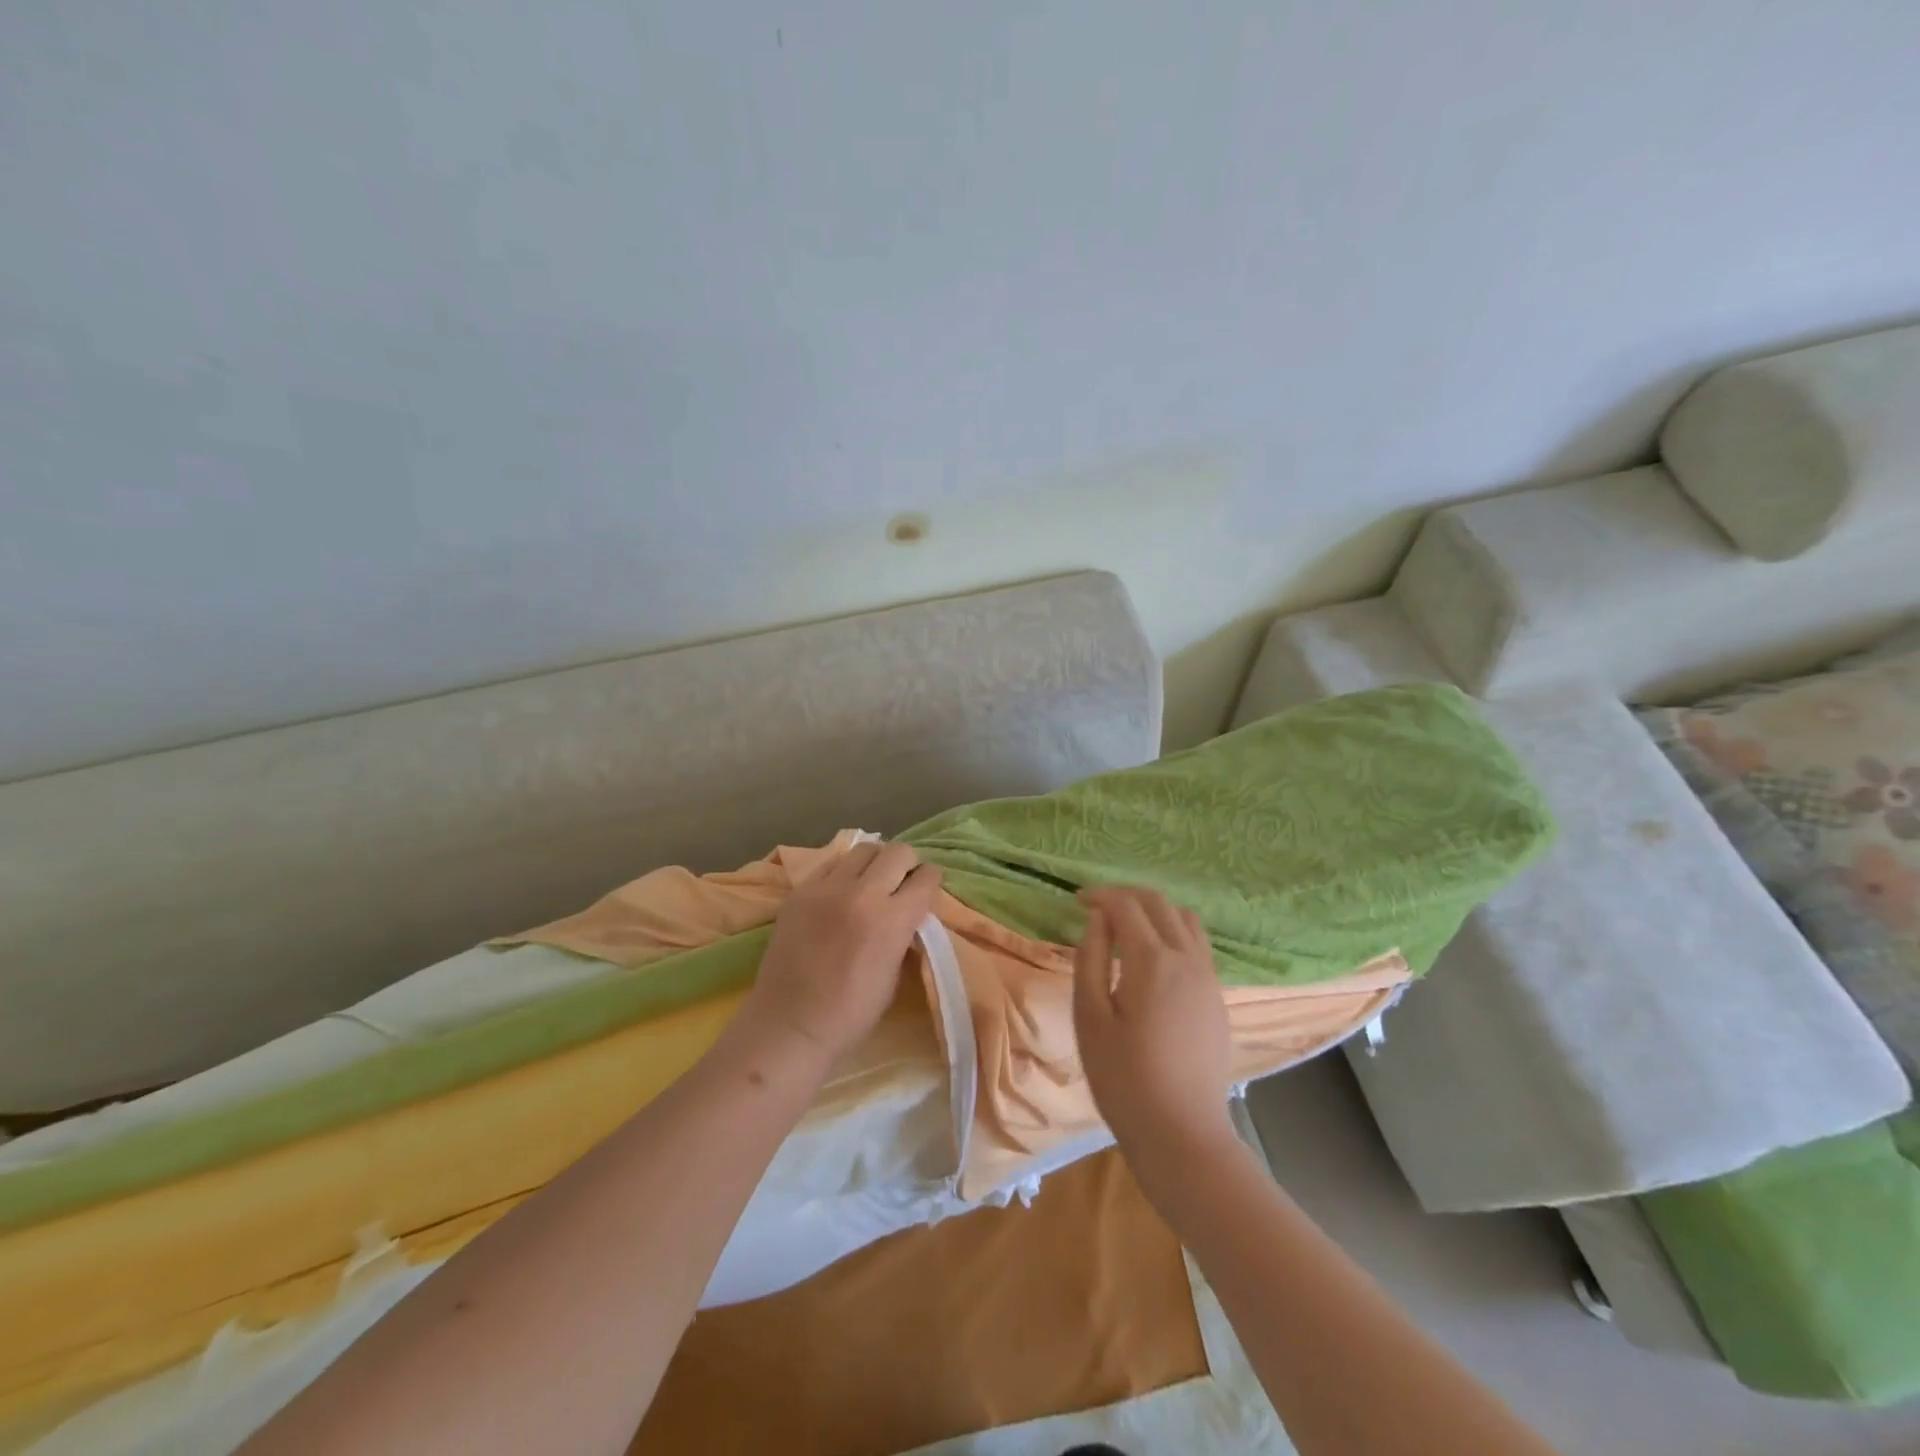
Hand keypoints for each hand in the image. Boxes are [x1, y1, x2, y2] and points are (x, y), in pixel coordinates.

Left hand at [740, 840, 942, 1063]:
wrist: (790, 1024)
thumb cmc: (851, 1013)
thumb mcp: (894, 973)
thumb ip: (903, 933)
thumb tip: (907, 912)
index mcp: (893, 919)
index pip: (925, 877)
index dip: (931, 881)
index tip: (927, 889)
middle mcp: (862, 893)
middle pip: (898, 851)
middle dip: (907, 864)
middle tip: (902, 882)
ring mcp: (827, 888)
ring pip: (864, 849)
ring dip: (875, 862)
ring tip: (871, 881)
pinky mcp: (800, 891)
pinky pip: (831, 864)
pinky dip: (844, 872)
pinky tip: (841, 891)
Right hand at [1072, 885, 1235, 1163]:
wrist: (1182, 1135)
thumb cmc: (1124, 1079)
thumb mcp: (1090, 1018)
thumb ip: (1090, 960)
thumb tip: (1097, 921)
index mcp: (1152, 961)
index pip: (1126, 905)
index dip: (1100, 895)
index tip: (1077, 901)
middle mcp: (1187, 959)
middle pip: (1159, 903)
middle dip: (1126, 896)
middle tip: (1097, 907)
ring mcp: (1208, 978)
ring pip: (1186, 919)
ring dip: (1154, 911)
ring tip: (1126, 927)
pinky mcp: (1217, 998)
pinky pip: (1198, 945)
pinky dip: (1173, 932)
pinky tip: (1153, 958)